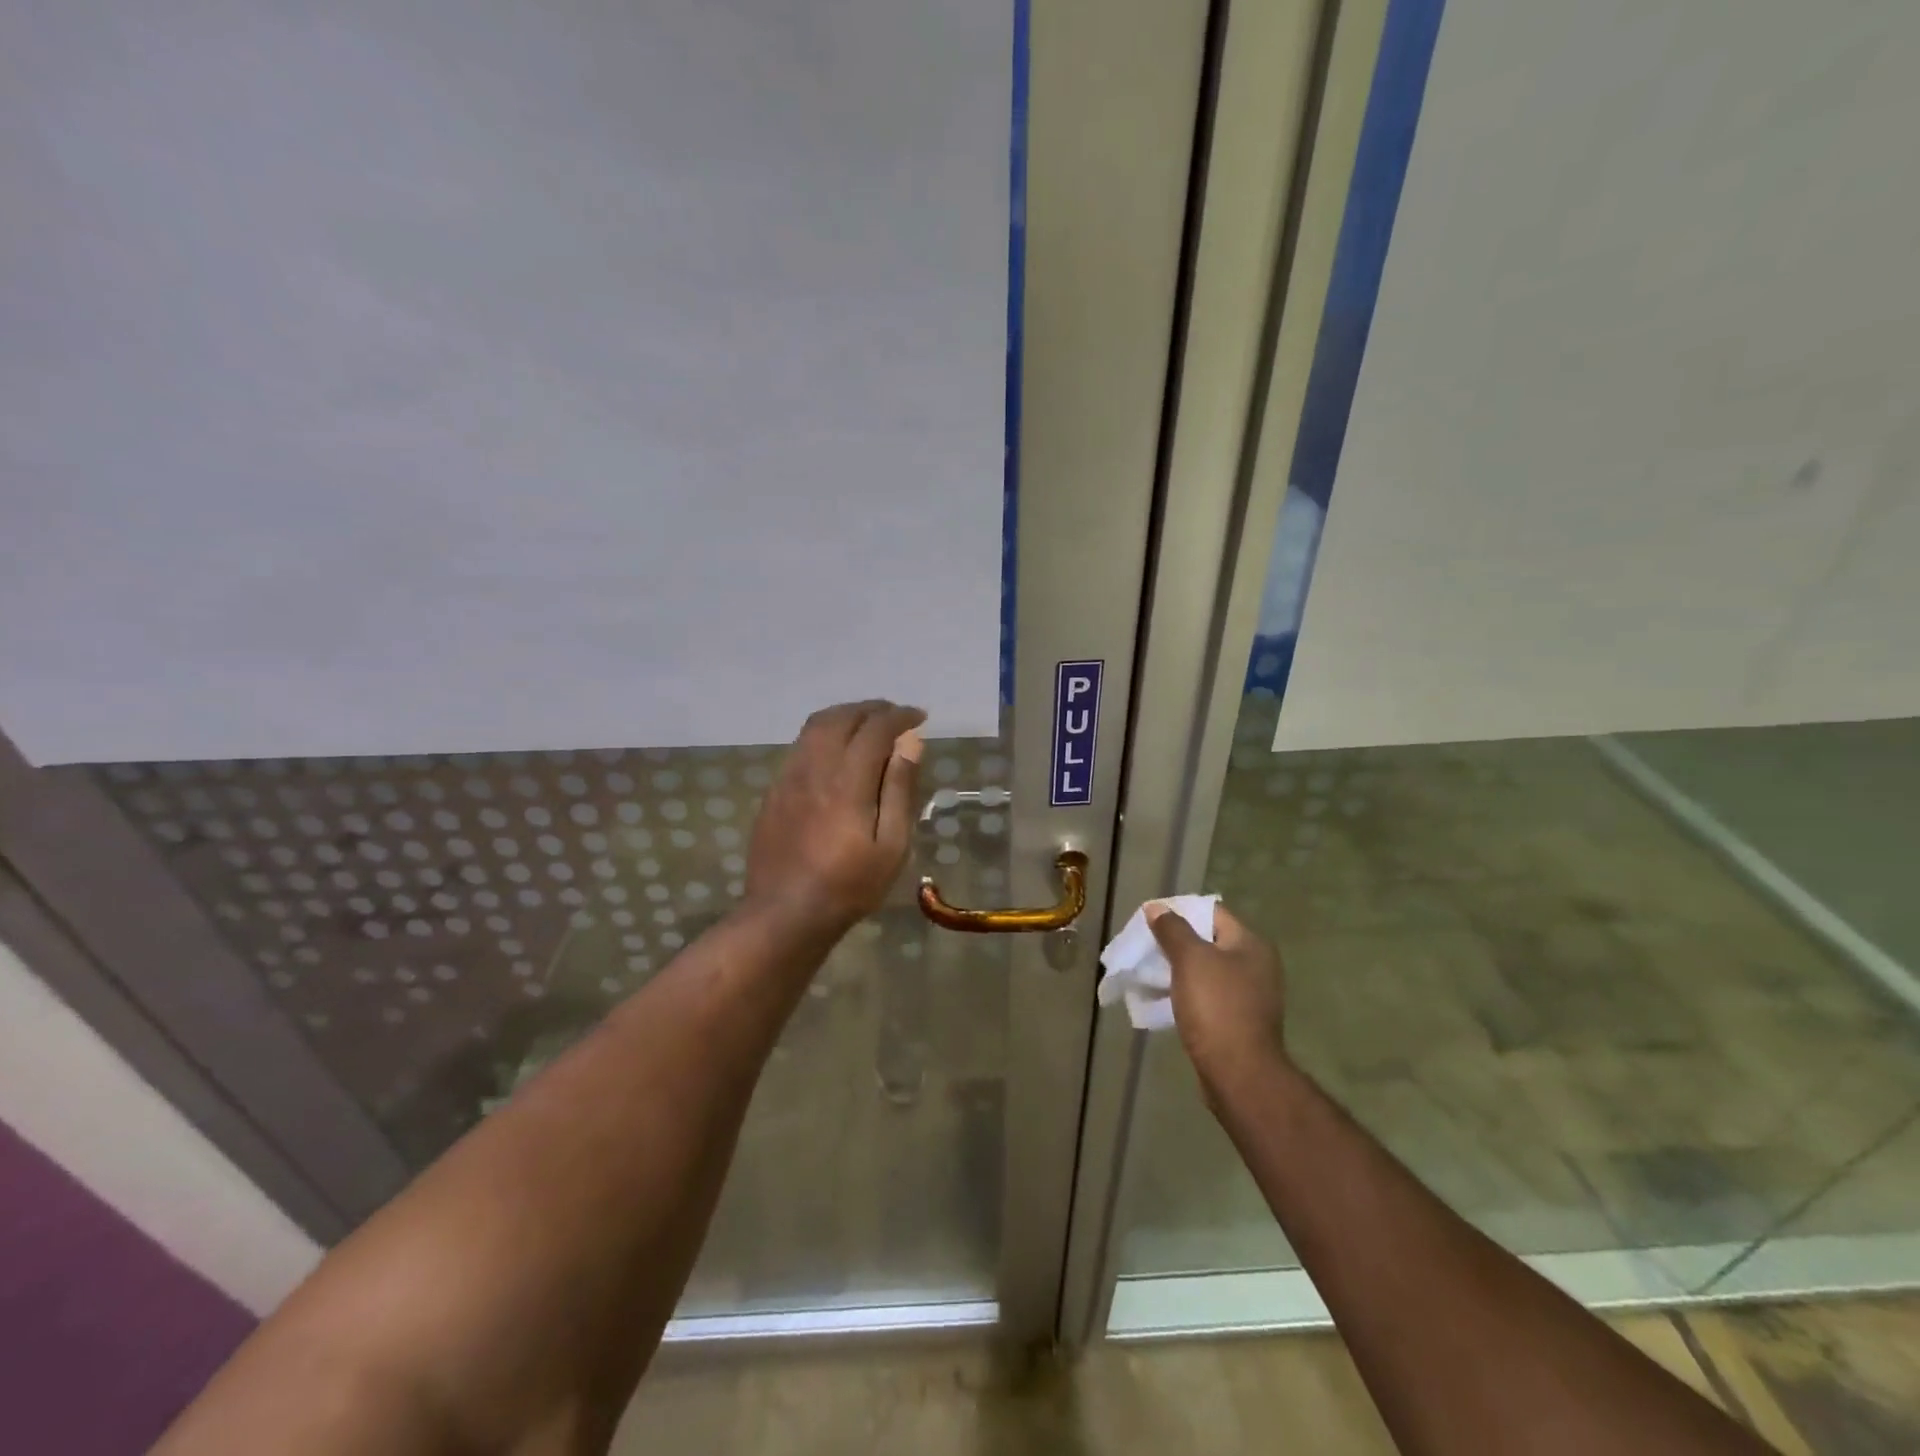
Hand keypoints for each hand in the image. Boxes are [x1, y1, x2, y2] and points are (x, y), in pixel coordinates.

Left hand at [745, 700, 925, 934]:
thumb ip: (900, 789)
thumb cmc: (849, 885)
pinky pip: (800, 746)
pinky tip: (837, 753)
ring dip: (845, 716)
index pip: (875, 729)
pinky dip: (824, 734)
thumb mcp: (891, 845)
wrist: (785, 913)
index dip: (899, 716)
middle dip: (871, 709)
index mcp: (847, 781)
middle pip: (840, 717)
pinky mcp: (774, 790)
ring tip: (867, 725)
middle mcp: (814, 768)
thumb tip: (911, 743)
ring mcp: (788, 777)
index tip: (919, 717)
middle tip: (894, 716)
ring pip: (815, 727)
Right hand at [1147, 903, 1288, 1098]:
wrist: (1239, 1073)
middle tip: (1146, 946)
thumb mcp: (1190, 959)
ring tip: (1150, 973)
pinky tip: (1165, 999)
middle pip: (1209, 941)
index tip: (1150, 919)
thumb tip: (1157, 907)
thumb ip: (1172, 929)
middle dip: (1176, 942)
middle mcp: (1257, 966)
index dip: (1180, 911)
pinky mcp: (1240, 1021)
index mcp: (1251, 944)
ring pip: (1207, 971)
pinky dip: (1187, 994)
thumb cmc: (1217, 1007)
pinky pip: (1208, 996)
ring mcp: (1250, 996)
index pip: (1212, 912)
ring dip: (1179, 970)